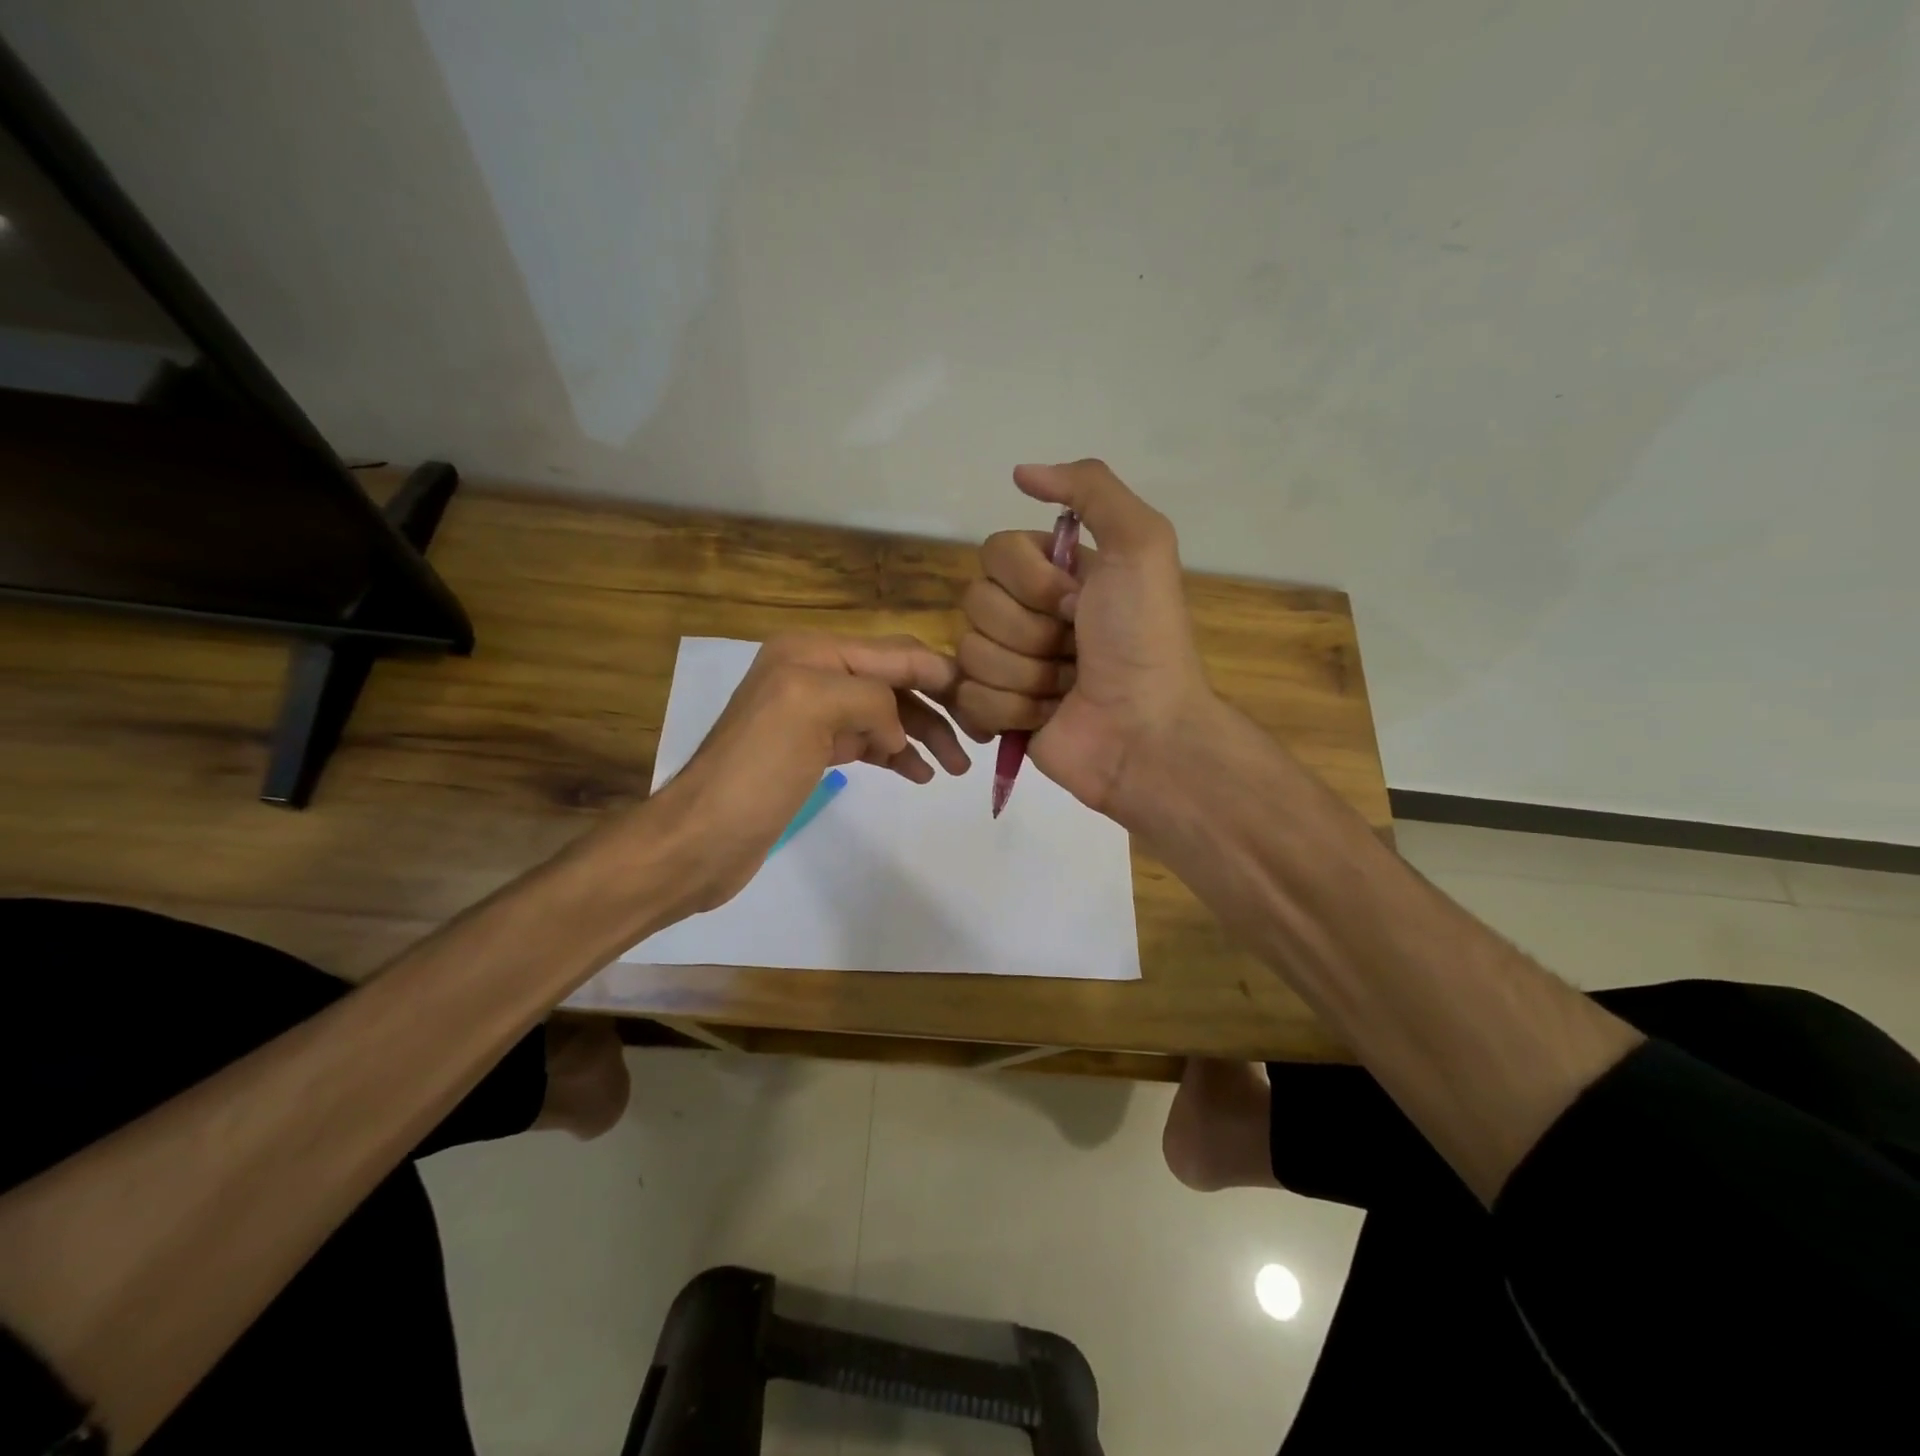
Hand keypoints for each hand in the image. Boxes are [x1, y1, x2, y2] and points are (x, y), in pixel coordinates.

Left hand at [649, 632, 969, 910]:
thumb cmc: (755, 771)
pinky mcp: (812, 752)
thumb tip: (896, 730)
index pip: (894, 653)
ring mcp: (812, 715)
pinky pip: (868, 741)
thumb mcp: (811, 709)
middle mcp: (813, 674)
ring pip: (885, 713)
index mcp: (812, 652)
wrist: (702, 838)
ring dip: (923, 734)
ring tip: (955, 767)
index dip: (942, 674)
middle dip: (937, 706)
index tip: (985, 700)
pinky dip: (897, 753)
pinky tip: (919, 773)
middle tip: (978, 740)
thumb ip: (870, 697)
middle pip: (894, 681)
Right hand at [952, 460, 1213, 824]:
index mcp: (1054, 573)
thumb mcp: (1142, 545)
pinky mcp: (996, 712)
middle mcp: (1026, 613)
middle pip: (974, 605)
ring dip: (1026, 676)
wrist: (1145, 732)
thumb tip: (1020, 472)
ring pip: (969, 654)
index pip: (993, 554)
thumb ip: (1091, 489)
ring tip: (1066, 689)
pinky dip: (1010, 710)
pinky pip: (966, 698)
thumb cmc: (1143, 640)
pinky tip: (1045, 716)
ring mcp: (1008, 665)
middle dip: (1030, 634)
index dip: (1030, 582)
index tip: (1075, 603)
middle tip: (1075, 651)